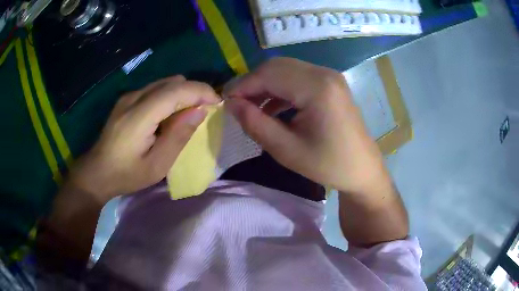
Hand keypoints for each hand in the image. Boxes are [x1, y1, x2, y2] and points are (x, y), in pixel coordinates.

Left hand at [68, 75, 219, 202]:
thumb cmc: (126, 174)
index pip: (176, 91)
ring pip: (164, 83)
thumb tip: (199, 112)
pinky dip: (169, 97)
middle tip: (203, 112)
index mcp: (139, 116)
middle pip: (172, 82)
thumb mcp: (157, 165)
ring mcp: (128, 96)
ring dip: (182, 94)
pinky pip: (155, 89)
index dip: (201, 92)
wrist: (97, 172)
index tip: (218, 102)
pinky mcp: (126, 99)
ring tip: (187, 115)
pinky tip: (167, 116)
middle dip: (194, 92)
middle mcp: (133, 98)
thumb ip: (178, 136)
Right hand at [226, 58, 391, 193]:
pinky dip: (280, 88)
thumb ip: (255, 123)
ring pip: (286, 70)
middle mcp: (324, 73)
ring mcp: (329, 76)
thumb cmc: (328, 164)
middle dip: (252, 83)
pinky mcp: (330, 83)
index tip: (225, 102)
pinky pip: (298, 77)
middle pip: (276, 66)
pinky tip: (272, 108)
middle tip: (237, 105)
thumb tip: (230, 104)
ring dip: (265, 85)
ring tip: (251, 108)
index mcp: (317, 87)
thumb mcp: (286, 150)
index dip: (243, 86)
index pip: (268, 74)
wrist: (362, 168)